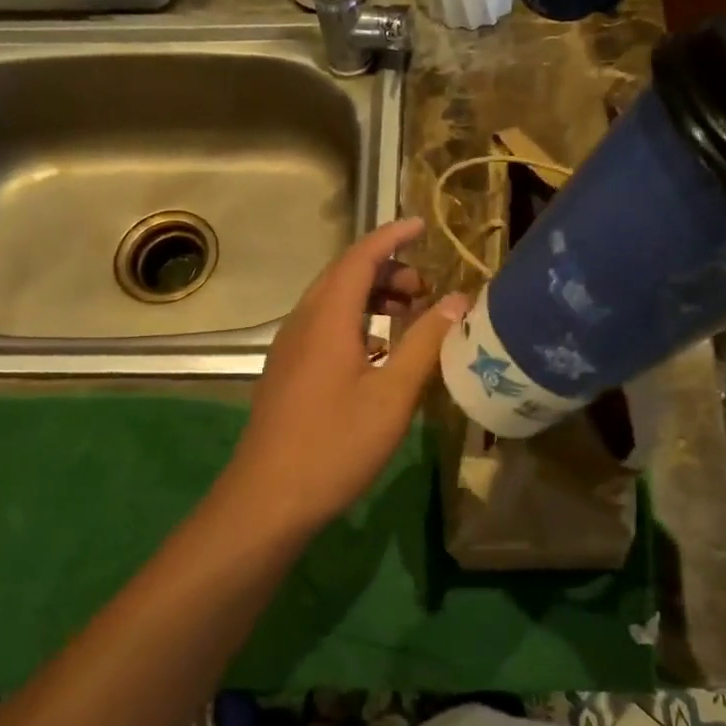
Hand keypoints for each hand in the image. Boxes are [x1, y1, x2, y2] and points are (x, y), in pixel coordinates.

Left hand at [216, 217, 467, 536]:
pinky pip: (324, 326)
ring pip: (332, 302)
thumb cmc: (335, 445)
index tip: (423, 225)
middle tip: (426, 288)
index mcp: (327, 319)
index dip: (392, 236)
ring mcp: (290, 349)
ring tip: (408, 315)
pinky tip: (378, 352)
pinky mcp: (287, 372)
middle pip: (344, 276)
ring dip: (371, 297)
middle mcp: (303, 323)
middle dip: (387, 270)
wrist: (267, 500)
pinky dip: (356, 321)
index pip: (360, 257)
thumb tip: (458, 301)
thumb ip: (425, 343)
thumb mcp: (392, 395)